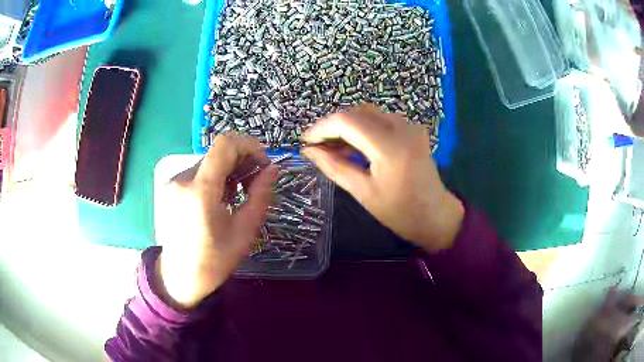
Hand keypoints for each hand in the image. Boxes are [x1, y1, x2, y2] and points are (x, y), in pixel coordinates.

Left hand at [154, 135, 276, 308]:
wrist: (179, 277)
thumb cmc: (214, 261)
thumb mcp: (244, 232)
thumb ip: (260, 196)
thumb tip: (273, 169)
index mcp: (200, 190)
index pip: (225, 145)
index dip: (250, 146)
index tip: (263, 164)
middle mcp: (183, 179)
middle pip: (218, 153)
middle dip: (242, 161)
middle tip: (256, 183)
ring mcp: (174, 182)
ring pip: (209, 162)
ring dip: (229, 171)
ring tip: (238, 195)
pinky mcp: (171, 187)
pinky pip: (199, 172)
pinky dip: (215, 178)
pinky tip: (221, 199)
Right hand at [303, 105, 463, 251]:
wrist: (435, 215)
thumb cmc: (400, 212)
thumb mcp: (363, 193)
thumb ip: (334, 167)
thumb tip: (308, 151)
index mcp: (389, 147)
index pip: (346, 121)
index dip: (322, 128)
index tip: (307, 142)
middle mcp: (401, 128)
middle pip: (356, 112)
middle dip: (333, 126)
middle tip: (319, 147)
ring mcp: (409, 126)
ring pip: (368, 113)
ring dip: (348, 126)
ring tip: (335, 148)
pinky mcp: (412, 129)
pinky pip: (381, 119)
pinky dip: (363, 128)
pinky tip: (356, 146)